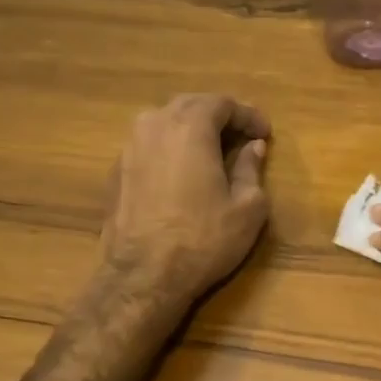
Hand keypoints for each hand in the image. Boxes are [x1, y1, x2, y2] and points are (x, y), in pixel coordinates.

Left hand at [99, 93, 270, 308]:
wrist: (142, 277)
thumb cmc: (203, 239)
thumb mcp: (248, 207)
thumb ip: (251, 169)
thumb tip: (253, 148)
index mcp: (190, 127)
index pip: (222, 103)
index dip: (248, 115)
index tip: (264, 133)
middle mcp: (154, 126)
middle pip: (190, 105)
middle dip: (219, 116)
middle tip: (241, 136)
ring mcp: (129, 148)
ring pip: (164, 122)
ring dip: (191, 129)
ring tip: (212, 150)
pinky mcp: (115, 172)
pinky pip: (148, 145)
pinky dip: (170, 148)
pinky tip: (182, 172)